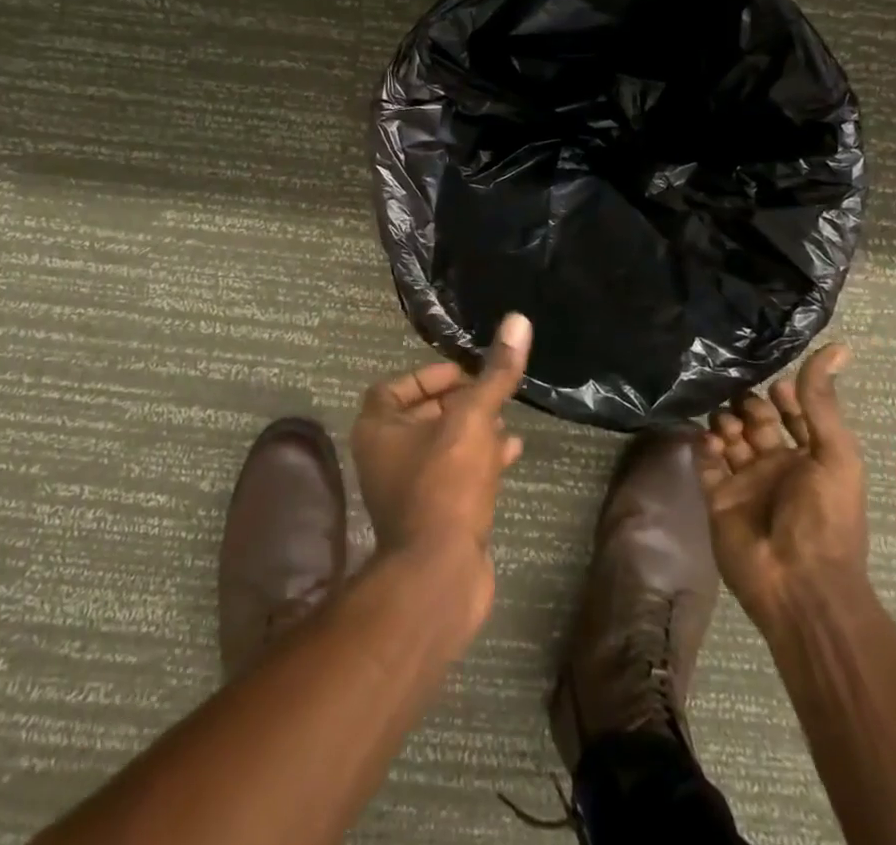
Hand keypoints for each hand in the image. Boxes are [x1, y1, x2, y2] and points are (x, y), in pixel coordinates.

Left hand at [350, 313, 529, 565]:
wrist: (440, 576)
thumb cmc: (445, 484)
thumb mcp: (473, 418)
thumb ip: (495, 373)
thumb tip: (517, 319)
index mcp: (378, 429)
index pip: (395, 387)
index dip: (429, 375)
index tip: (466, 373)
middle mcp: (385, 457)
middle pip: (421, 416)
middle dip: (459, 402)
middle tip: (492, 393)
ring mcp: (408, 490)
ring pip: (441, 447)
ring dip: (473, 431)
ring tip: (508, 420)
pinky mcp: (432, 516)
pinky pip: (455, 476)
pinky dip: (480, 460)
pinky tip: (512, 452)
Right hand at [695, 344, 867, 625]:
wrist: (798, 583)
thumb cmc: (826, 517)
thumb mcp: (835, 453)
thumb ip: (823, 400)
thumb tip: (839, 345)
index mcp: (811, 458)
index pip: (794, 414)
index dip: (784, 395)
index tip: (773, 379)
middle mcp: (778, 466)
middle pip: (756, 421)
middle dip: (747, 404)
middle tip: (740, 401)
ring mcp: (746, 482)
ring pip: (729, 437)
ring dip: (725, 421)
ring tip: (727, 424)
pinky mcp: (718, 497)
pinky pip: (706, 462)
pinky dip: (703, 444)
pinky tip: (708, 439)